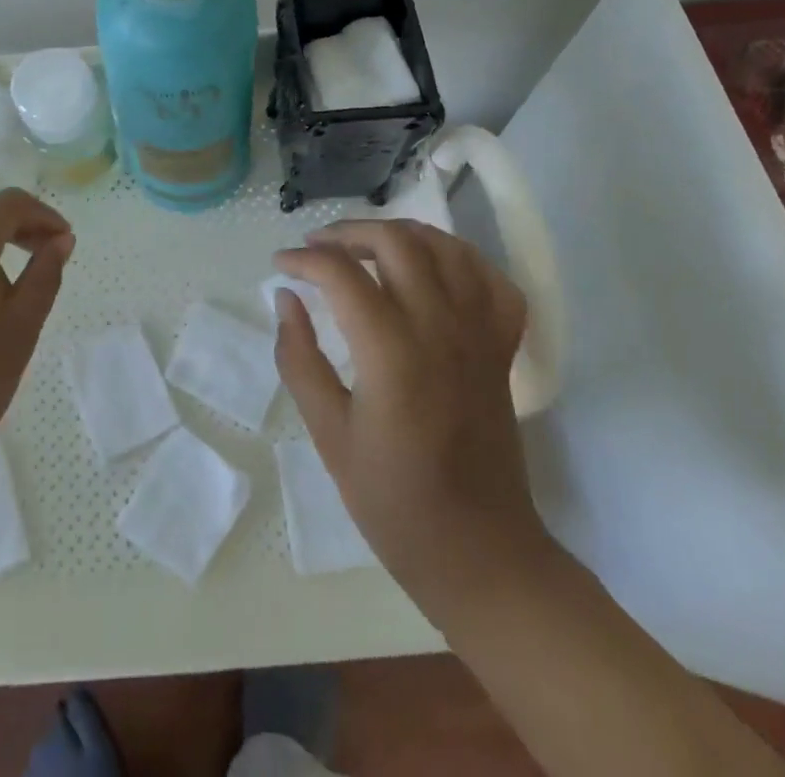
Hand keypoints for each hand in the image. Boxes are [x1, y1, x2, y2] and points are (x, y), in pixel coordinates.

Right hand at [273, 218, 549, 613]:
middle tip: (318, 247)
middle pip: (397, 243)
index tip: (281, 264)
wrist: (480, 553)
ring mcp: (480, 335)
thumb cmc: (394, 501)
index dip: (303, 258)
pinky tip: (433, 268)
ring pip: (446, 248)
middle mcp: (440, 329)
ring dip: (402, 234)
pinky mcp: (503, 350)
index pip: (341, 273)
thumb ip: (300, 358)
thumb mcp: (328, 434)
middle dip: (349, 232)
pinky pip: (492, 282)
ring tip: (368, 245)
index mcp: (392, 353)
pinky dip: (462, 260)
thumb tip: (286, 298)